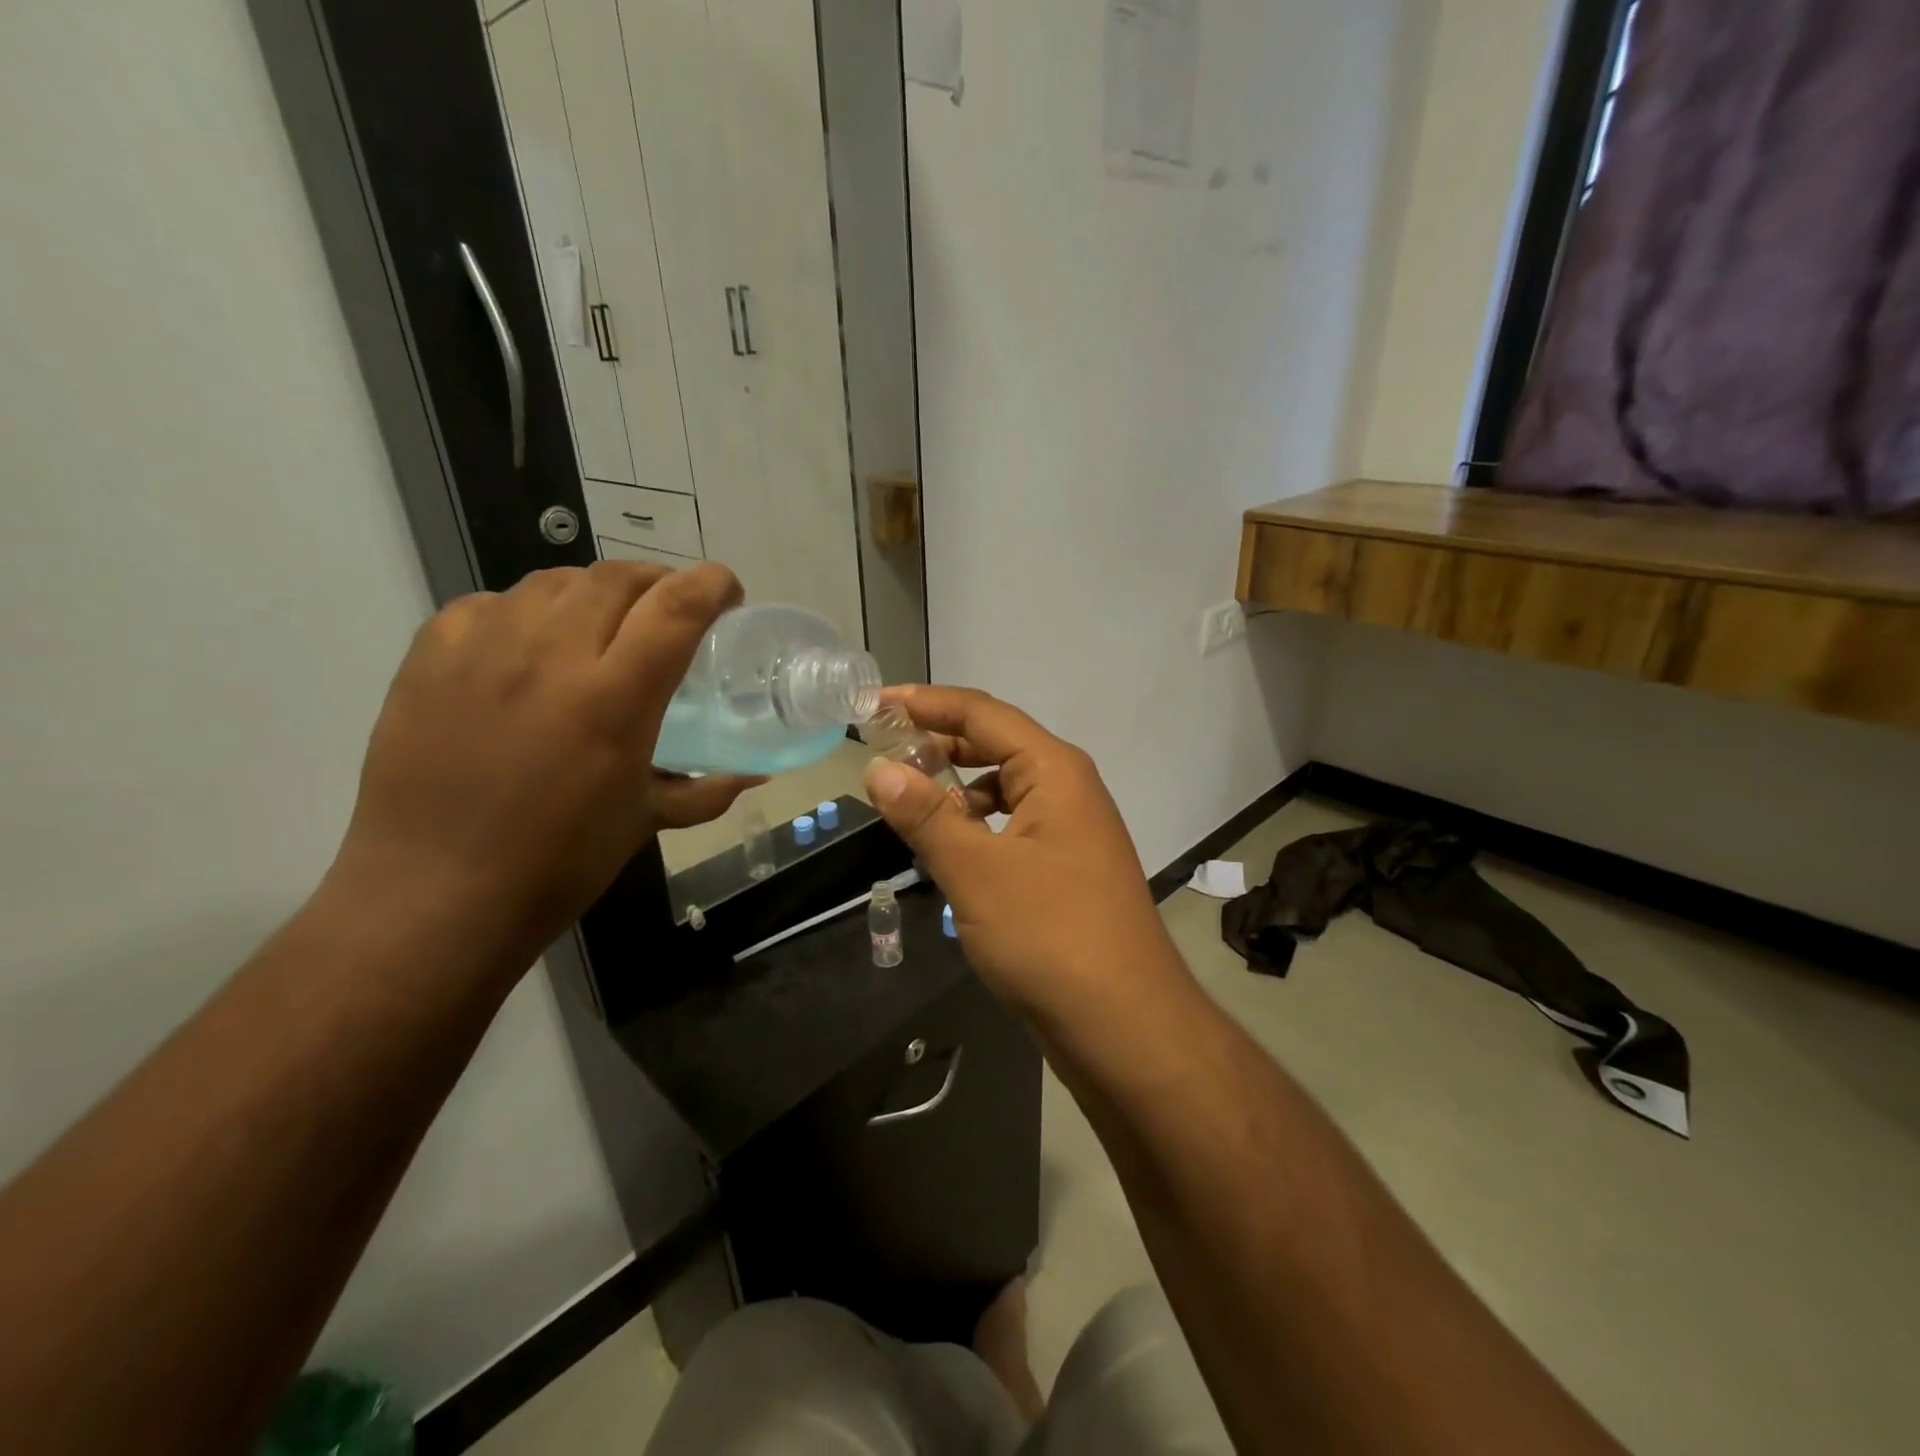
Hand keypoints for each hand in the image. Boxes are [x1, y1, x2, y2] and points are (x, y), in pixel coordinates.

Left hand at [328, 561, 759, 961]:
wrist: (434, 894)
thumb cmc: (558, 863)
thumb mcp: (645, 821)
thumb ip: (707, 790)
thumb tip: (754, 776)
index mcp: (614, 698)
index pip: (676, 606)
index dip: (712, 584)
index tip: (727, 595)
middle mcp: (550, 656)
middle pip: (617, 577)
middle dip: (658, 582)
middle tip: (668, 612)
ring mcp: (483, 649)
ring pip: (554, 581)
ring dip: (594, 593)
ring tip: (600, 626)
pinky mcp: (430, 656)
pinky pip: (491, 604)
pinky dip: (526, 612)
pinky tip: (529, 648)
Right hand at [861, 686, 1184, 1023]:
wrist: (1125, 1025)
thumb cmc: (1050, 936)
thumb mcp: (976, 871)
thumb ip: (925, 815)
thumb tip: (878, 767)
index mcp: (1054, 770)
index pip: (982, 713)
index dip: (925, 703)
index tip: (873, 703)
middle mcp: (1068, 789)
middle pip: (996, 745)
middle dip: (938, 742)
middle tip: (882, 749)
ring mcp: (1071, 831)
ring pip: (1004, 789)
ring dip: (956, 788)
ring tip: (907, 800)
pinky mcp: (1066, 869)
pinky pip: (1011, 827)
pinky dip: (976, 826)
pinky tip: (947, 848)